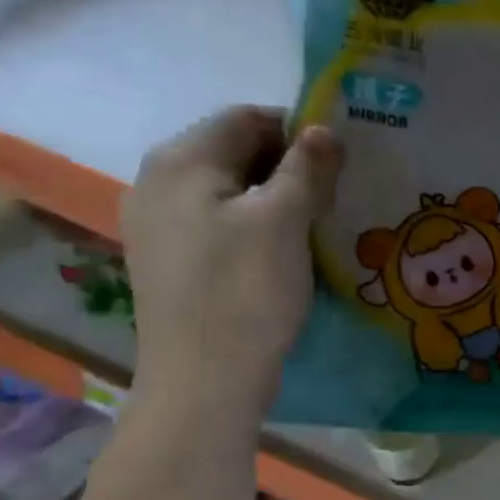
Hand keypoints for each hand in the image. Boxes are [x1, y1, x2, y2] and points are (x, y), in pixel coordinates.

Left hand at [122, 108, 340, 426]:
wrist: (205, 381)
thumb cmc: (246, 292)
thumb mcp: (285, 222)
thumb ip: (306, 169)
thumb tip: (324, 130)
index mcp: (181, 160)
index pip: (247, 118)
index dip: (299, 131)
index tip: (342, 162)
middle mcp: (157, 182)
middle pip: (234, 153)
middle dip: (288, 167)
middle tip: (336, 197)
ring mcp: (158, 226)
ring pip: (228, 193)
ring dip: (275, 201)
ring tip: (316, 227)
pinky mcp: (170, 263)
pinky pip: (218, 226)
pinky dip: (254, 229)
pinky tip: (283, 256)